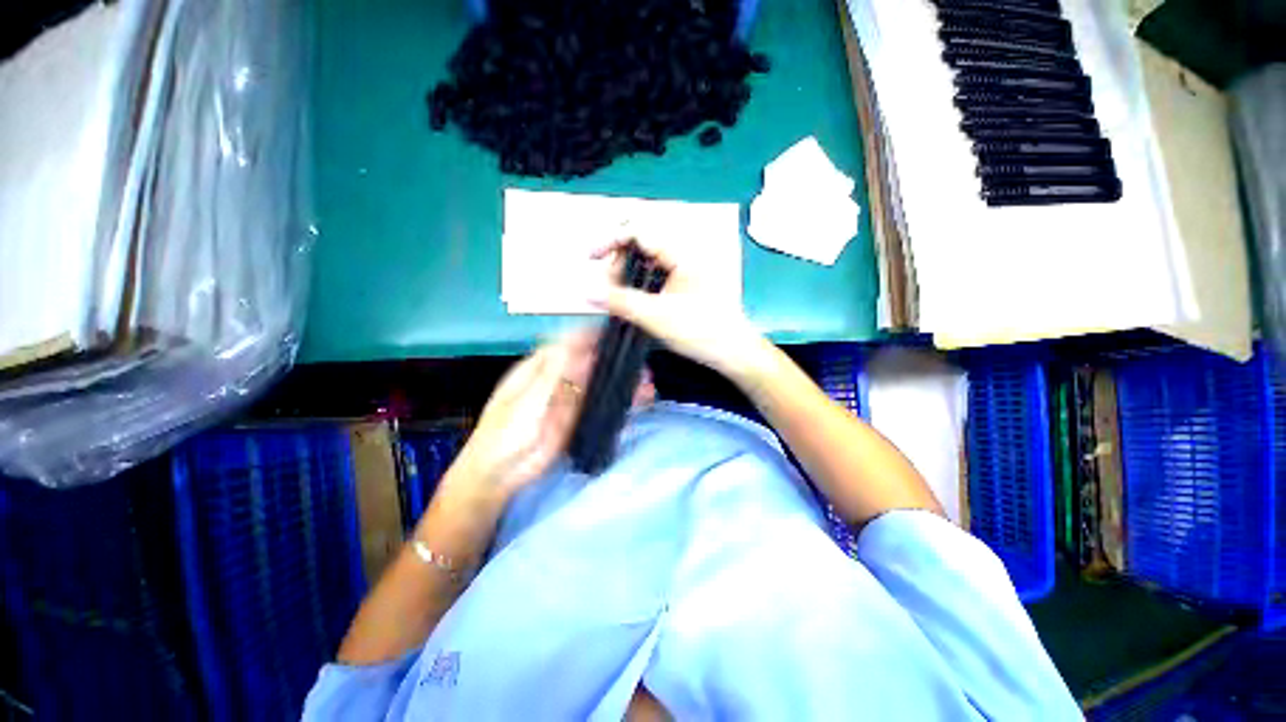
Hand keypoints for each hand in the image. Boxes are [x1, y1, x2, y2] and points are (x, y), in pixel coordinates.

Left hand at [447, 330, 655, 505]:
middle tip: (639, 362)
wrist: (500, 475)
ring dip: (619, 382)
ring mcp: (568, 401)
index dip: (590, 336)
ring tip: (645, 384)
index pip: (567, 344)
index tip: (615, 332)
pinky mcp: (577, 420)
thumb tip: (573, 342)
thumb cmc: (504, 433)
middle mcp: (557, 380)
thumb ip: (552, 373)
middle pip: (588, 363)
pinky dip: (617, 404)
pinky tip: (635, 404)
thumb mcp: (527, 400)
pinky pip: (600, 407)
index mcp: (539, 369)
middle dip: (613, 360)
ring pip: (598, 385)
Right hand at [589, 237, 770, 382]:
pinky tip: (631, 299)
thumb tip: (589, 290)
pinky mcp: (684, 284)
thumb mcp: (657, 317)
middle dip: (618, 261)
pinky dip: (638, 284)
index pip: (639, 232)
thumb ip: (621, 301)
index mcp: (682, 254)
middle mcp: (683, 255)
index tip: (592, 257)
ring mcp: (684, 270)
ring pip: (646, 261)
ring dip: (626, 274)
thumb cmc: (702, 332)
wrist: (732, 352)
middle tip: (607, 288)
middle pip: (640, 244)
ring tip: (616, 296)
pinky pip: (654, 275)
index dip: (611, 240)